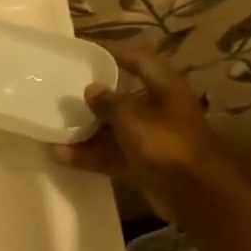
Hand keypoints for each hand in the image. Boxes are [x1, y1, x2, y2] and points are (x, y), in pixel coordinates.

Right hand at [52, 49, 247, 223]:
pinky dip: (89, 156)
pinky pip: (111, 156)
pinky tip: (60, 156)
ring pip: (113, 130)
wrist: (196, 195)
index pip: (140, 62)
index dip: (117, 55)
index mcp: (165, 89)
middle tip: (64, 93)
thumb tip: (91, 89)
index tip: (88, 55)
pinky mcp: (142, 166)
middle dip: (94, 99)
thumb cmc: (166, 144)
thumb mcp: (132, 117)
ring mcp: (150, 140)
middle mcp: (159, 111)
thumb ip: (109, 102)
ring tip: (54, 128)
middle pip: (123, 99)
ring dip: (86, 131)